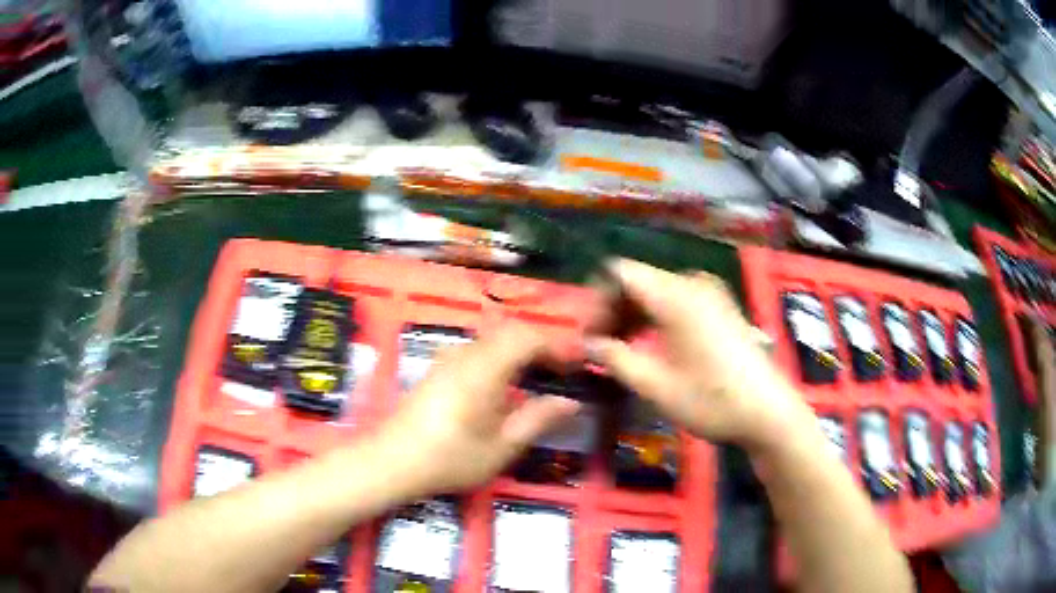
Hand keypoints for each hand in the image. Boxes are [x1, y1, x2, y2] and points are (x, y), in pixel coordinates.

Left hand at [377, 324, 581, 495]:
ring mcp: (448, 359)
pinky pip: (477, 350)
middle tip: (561, 369)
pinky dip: (500, 356)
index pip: (528, 337)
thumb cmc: (451, 458)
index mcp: (484, 368)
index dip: (557, 345)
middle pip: (510, 332)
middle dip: (540, 344)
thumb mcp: (502, 445)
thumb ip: (538, 419)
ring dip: (519, 349)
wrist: (393, 461)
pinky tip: (504, 385)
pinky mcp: (438, 369)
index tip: (578, 362)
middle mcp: (465, 354)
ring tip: (538, 376)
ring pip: (492, 339)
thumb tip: (571, 402)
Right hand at [587, 259, 813, 450]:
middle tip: (600, 349)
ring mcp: (710, 294)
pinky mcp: (720, 307)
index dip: (596, 300)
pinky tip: (651, 346)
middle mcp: (692, 284)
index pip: (619, 273)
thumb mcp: (656, 386)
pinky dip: (655, 318)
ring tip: (622, 351)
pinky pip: (676, 300)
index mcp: (675, 295)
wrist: (768, 413)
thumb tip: (588, 344)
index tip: (588, 336)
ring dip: (633, 316)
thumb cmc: (711, 401)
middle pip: (638, 281)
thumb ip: (616, 359)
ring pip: (656, 292)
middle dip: (613, 311)